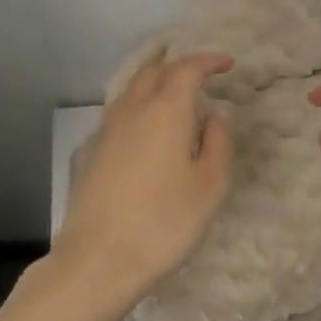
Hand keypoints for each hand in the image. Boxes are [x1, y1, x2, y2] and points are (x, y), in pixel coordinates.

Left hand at [54, 52, 235, 315]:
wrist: (99, 259)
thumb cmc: (164, 222)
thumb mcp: (210, 186)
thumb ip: (218, 143)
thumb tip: (215, 117)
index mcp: (165, 112)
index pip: (186, 70)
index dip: (208, 61)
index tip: (227, 64)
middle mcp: (132, 111)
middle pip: (153, 72)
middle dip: (178, 65)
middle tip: (200, 72)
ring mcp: (107, 131)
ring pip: (131, 89)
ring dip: (155, 81)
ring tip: (173, 91)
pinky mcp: (93, 152)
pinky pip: (120, 111)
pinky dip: (138, 103)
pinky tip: (146, 123)